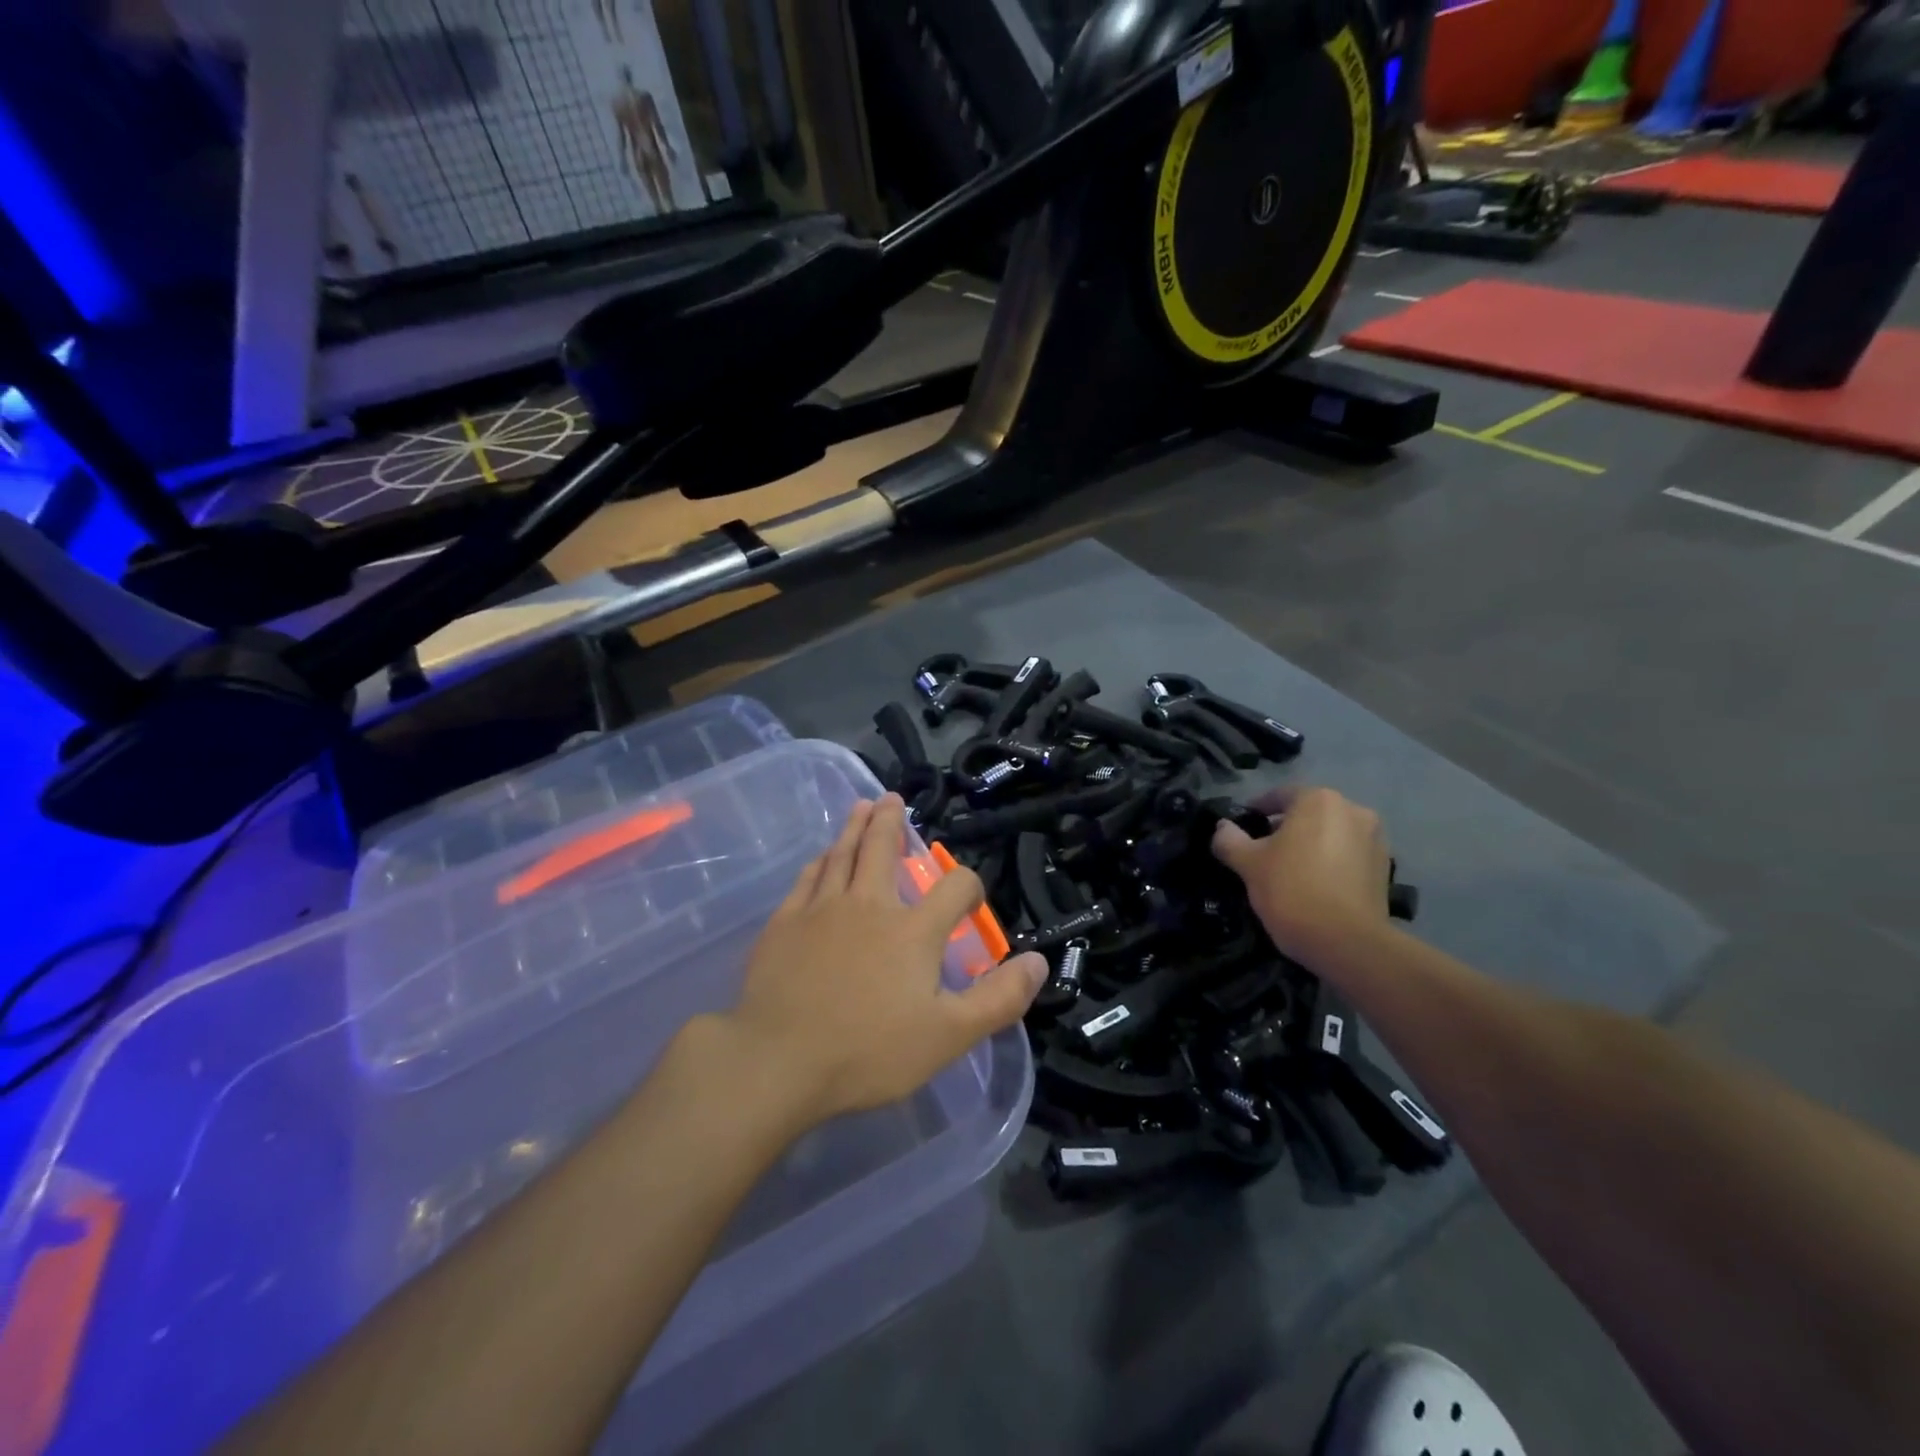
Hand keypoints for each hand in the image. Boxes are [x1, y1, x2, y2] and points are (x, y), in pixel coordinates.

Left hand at [721, 795, 1047, 1129]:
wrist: (779, 1061)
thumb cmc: (869, 1051)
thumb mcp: (949, 1035)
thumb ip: (998, 998)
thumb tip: (1039, 962)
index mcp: (913, 929)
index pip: (954, 886)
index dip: (969, 885)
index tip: (968, 899)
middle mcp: (869, 904)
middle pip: (883, 848)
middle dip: (891, 822)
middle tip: (892, 798)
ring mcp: (822, 909)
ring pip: (843, 855)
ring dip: (854, 827)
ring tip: (860, 806)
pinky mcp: (785, 922)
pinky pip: (807, 879)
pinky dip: (819, 861)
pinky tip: (821, 857)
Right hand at [1211, 785, 1392, 964]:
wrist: (1348, 943)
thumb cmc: (1292, 890)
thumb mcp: (1249, 864)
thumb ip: (1230, 840)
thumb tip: (1222, 827)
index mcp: (1319, 800)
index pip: (1280, 795)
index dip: (1257, 810)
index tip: (1242, 829)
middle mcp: (1353, 810)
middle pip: (1309, 813)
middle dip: (1286, 828)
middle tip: (1263, 852)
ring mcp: (1375, 840)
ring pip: (1331, 834)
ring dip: (1311, 845)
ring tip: (1290, 871)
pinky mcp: (1385, 869)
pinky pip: (1348, 856)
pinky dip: (1331, 863)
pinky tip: (1315, 886)